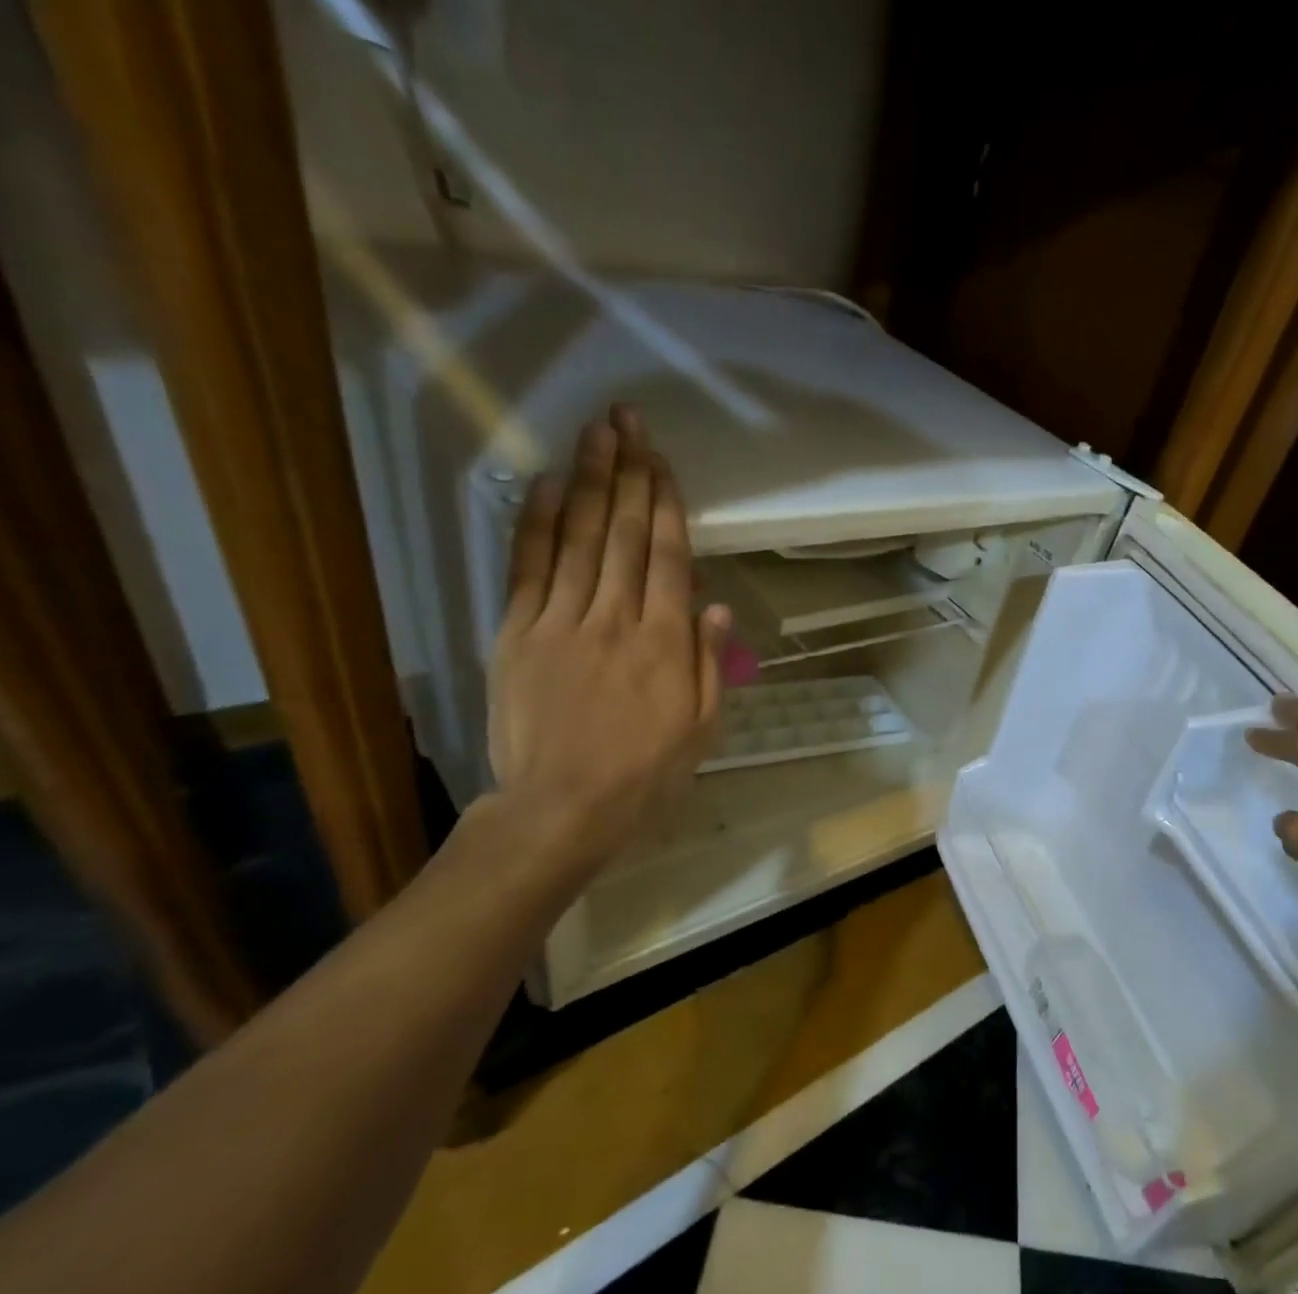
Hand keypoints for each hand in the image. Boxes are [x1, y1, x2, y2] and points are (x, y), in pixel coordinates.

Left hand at [486, 404, 729, 880]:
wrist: (562, 806)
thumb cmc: (645, 774)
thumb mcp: (701, 728)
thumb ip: (710, 663)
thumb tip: (715, 605)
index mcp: (665, 643)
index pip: (668, 557)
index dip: (667, 504)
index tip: (663, 461)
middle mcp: (615, 619)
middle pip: (625, 534)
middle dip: (630, 472)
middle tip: (629, 420)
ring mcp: (561, 621)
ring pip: (580, 538)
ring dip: (591, 481)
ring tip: (597, 433)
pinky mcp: (518, 633)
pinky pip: (530, 567)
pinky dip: (540, 523)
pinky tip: (550, 484)